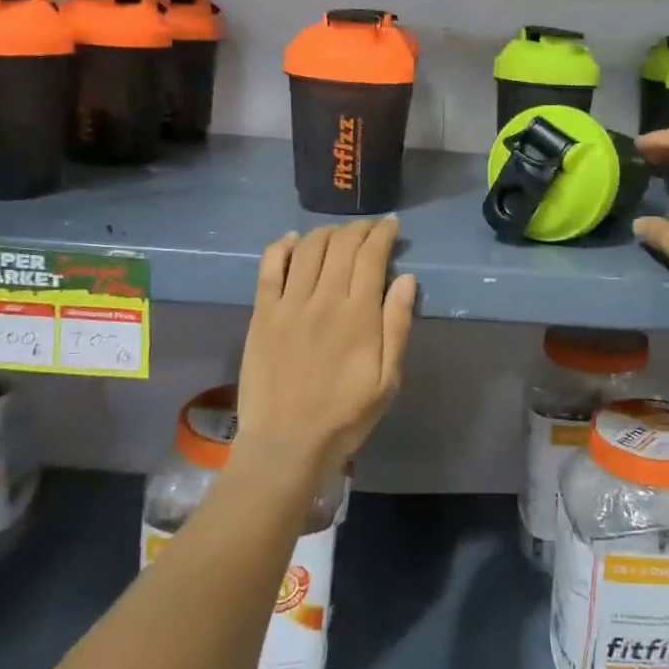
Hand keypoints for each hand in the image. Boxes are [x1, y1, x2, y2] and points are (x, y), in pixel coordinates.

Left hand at [235, 219, 416, 482]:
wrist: (286, 443)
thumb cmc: (345, 415)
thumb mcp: (388, 379)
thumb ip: (397, 326)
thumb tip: (406, 279)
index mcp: (358, 315)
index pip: (371, 256)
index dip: (383, 234)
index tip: (392, 225)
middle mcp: (323, 299)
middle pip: (341, 245)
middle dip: (359, 229)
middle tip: (369, 228)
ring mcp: (288, 304)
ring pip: (308, 249)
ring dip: (326, 233)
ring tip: (337, 233)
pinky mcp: (262, 314)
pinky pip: (269, 267)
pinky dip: (281, 246)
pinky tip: (292, 240)